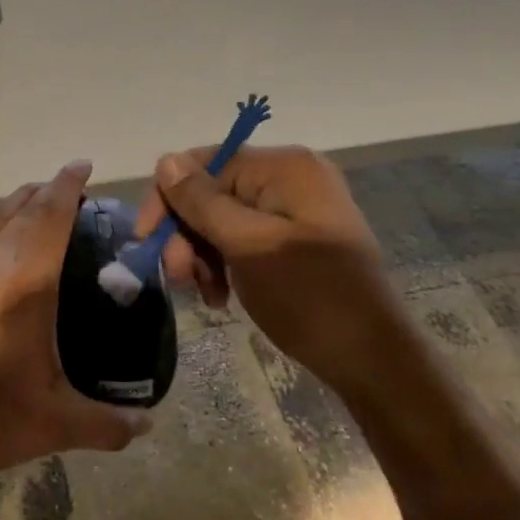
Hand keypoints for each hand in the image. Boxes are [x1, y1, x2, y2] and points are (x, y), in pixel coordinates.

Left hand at [0, 161, 150, 505]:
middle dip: (50, 192)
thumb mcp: (56, 424)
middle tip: (75, 189)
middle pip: (25, 210)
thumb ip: (109, 423)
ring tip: (40, 193)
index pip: (53, 217)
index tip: (84, 166)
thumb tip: (150, 424)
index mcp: (27, 283)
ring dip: (19, 199)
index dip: (69, 187)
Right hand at [136, 144, 407, 395]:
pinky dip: (222, 263)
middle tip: (179, 278)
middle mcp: (289, 178)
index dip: (169, 199)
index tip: (147, 242)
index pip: (204, 164)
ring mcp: (293, 209)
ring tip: (203, 293)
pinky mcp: (293, 239)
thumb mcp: (248, 246)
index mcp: (283, 167)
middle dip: (186, 234)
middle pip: (210, 192)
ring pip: (220, 219)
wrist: (372, 358)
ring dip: (200, 254)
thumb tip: (165, 161)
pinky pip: (241, 238)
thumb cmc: (310, 296)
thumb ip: (202, 202)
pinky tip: (220, 295)